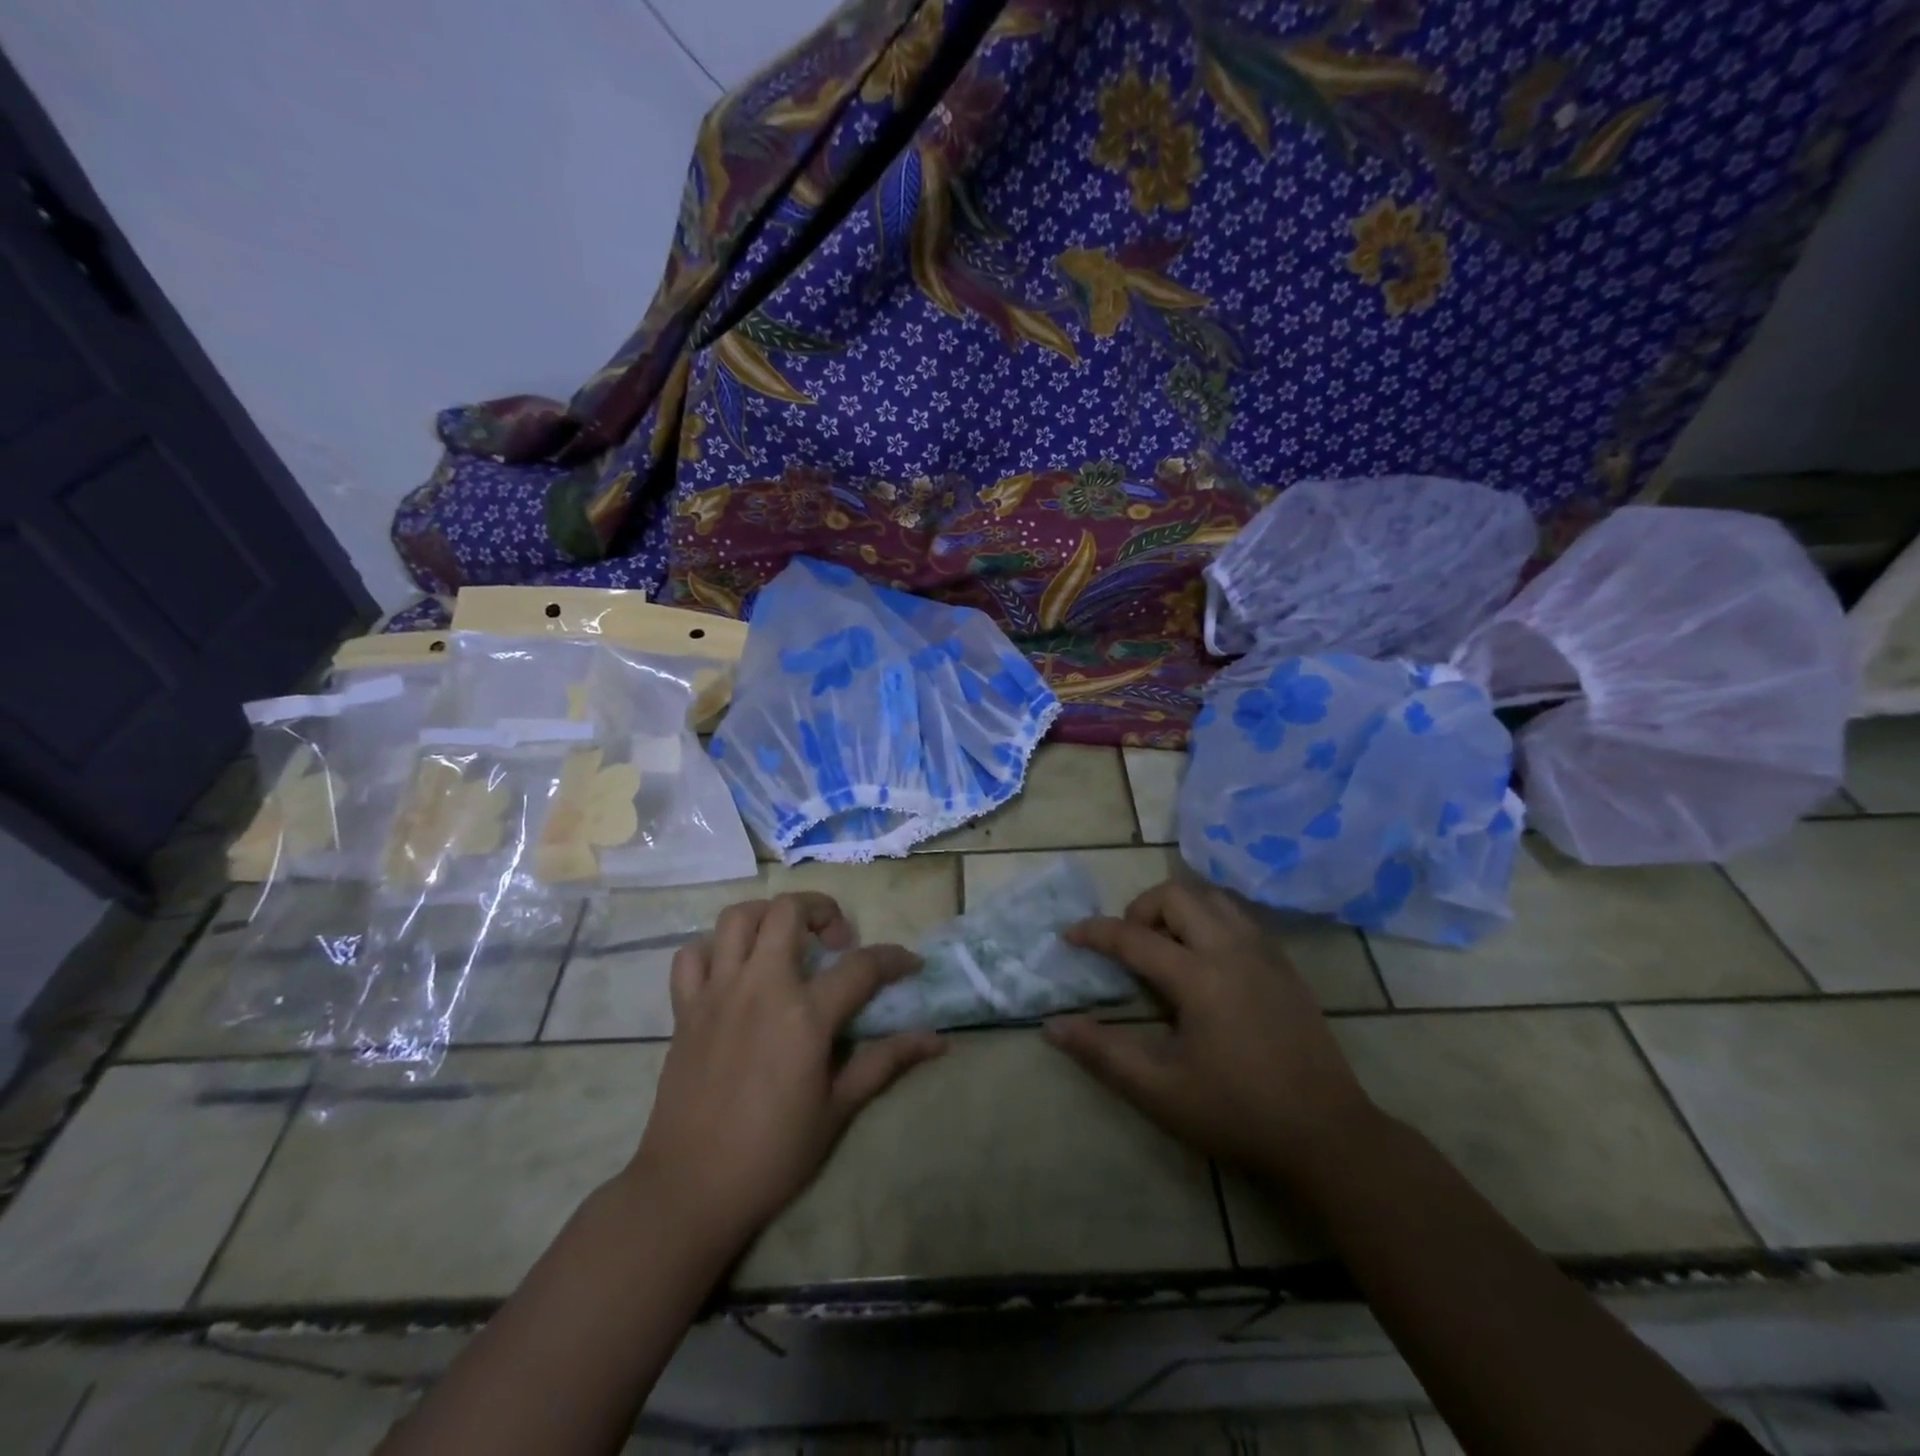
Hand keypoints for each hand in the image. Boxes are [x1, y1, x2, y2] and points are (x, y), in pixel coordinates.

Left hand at [625, 892, 944, 1254]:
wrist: (690, 1190)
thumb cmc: (772, 1154)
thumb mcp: (838, 1109)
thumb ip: (885, 1062)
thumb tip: (936, 1040)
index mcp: (805, 1014)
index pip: (862, 966)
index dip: (893, 958)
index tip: (910, 964)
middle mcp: (761, 987)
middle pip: (789, 911)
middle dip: (823, 909)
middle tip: (837, 940)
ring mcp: (717, 993)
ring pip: (737, 918)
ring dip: (767, 916)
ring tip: (786, 940)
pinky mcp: (685, 1009)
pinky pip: (691, 956)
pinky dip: (713, 950)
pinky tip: (733, 970)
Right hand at [1043, 879, 1374, 1181]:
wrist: (1327, 1136)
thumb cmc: (1237, 1114)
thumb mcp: (1159, 1091)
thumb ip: (1102, 1053)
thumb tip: (1052, 1027)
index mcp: (1199, 978)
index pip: (1133, 936)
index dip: (1094, 932)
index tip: (1068, 936)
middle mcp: (1232, 950)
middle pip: (1177, 895)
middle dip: (1141, 908)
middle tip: (1128, 945)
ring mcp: (1264, 953)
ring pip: (1212, 898)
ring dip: (1178, 908)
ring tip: (1165, 946)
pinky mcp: (1285, 964)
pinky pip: (1238, 917)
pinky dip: (1209, 919)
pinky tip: (1204, 960)